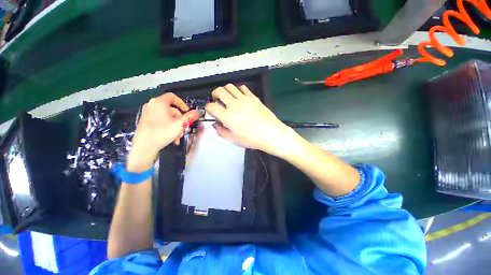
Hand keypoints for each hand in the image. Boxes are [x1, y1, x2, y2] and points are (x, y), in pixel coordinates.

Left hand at [127, 93, 197, 171]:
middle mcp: (152, 105)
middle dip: (180, 119)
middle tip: (184, 128)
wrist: (144, 147)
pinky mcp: (145, 121)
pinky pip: (161, 121)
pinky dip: (168, 127)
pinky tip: (172, 138)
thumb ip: (189, 117)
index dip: (182, 103)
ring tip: (178, 136)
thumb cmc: (162, 132)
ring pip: (167, 117)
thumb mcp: (179, 124)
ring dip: (175, 126)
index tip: (187, 112)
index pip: (172, 97)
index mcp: (159, 103)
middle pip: (171, 109)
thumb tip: (197, 112)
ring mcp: (147, 113)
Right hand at [205, 84, 293, 155]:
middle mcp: (234, 105)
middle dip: (215, 94)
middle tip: (217, 100)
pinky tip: (239, 97)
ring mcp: (244, 99)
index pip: (211, 106)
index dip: (208, 108)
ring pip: (230, 87)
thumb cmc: (252, 139)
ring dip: (225, 91)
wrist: (271, 134)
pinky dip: (238, 90)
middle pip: (219, 91)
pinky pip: (243, 88)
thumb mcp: (233, 139)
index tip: (212, 111)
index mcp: (228, 116)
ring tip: (228, 98)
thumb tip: (216, 124)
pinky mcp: (253, 97)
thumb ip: (221, 131)